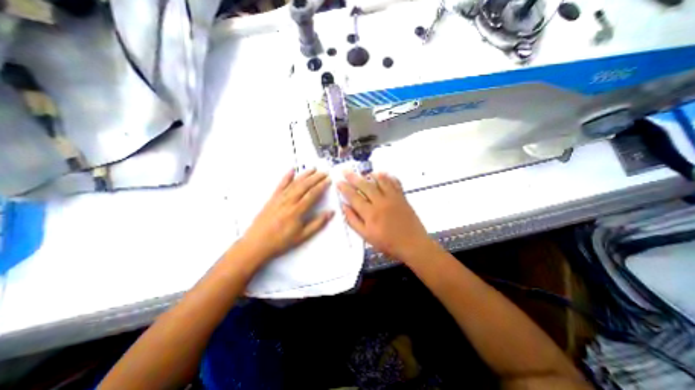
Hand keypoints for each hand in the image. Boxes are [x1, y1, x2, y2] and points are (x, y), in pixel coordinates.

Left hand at [237, 168, 334, 264]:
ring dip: (304, 175)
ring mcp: (279, 199)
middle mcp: (288, 201)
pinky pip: (280, 185)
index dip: (322, 186)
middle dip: (316, 178)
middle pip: (305, 185)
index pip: (312, 194)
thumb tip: (330, 213)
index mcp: (297, 210)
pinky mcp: (272, 199)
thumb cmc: (280, 241)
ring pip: (294, 183)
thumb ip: (318, 223)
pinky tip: (291, 171)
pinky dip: (286, 177)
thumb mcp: (302, 236)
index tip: (328, 181)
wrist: (256, 244)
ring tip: (312, 169)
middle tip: (324, 173)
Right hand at [339, 171, 431, 259]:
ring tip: (364, 172)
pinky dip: (388, 177)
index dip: (345, 188)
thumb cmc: (388, 243)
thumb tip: (344, 207)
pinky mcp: (402, 197)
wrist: (413, 244)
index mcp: (370, 213)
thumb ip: (354, 221)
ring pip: (380, 181)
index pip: (354, 197)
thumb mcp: (366, 236)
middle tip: (345, 170)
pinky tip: (383, 174)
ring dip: (371, 175)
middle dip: (353, 177)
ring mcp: (393, 198)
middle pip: (365, 186)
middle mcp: (380, 202)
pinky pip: (395, 183)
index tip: (338, 182)